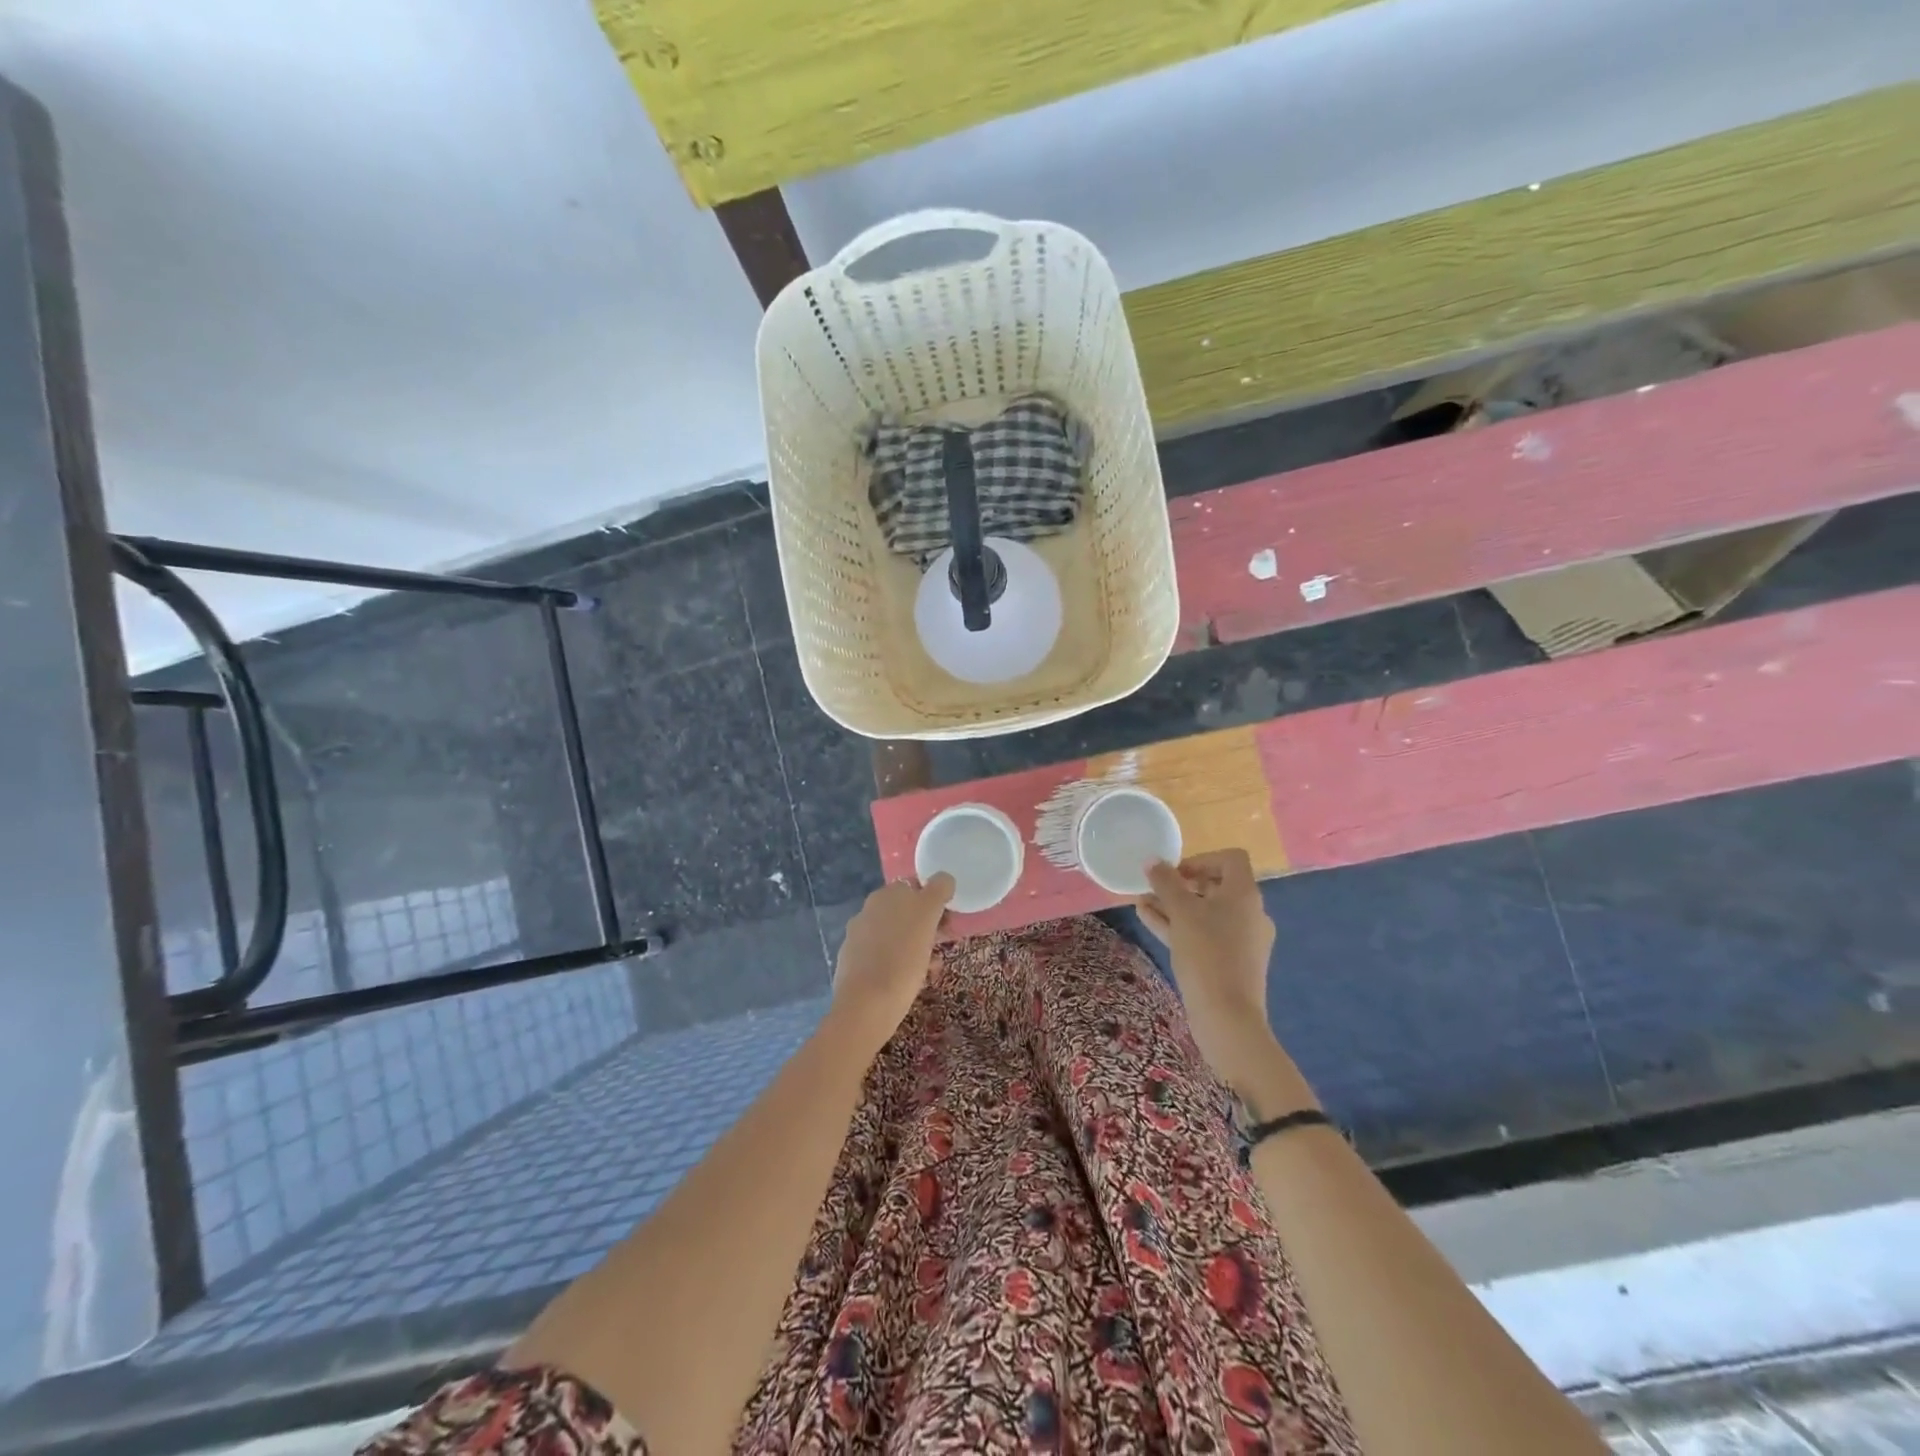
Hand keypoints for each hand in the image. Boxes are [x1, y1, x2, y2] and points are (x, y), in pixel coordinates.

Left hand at [828, 875, 953, 1054]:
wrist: (866, 1006)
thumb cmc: (902, 958)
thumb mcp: (927, 916)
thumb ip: (937, 890)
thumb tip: (943, 878)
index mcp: (885, 895)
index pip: (915, 887)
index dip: (935, 902)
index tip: (948, 923)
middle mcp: (868, 911)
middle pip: (905, 912)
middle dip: (926, 927)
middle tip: (942, 946)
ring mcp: (857, 938)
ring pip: (896, 936)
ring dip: (916, 946)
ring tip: (931, 969)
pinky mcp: (853, 964)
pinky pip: (884, 957)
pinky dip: (899, 964)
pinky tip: (910, 982)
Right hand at [1137, 851, 1292, 1102]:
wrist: (1227, 1016)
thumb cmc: (1207, 953)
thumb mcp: (1181, 912)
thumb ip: (1165, 882)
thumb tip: (1152, 860)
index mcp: (1245, 894)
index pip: (1230, 859)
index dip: (1201, 859)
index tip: (1175, 872)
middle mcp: (1249, 913)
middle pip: (1216, 886)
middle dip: (1181, 884)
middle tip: (1154, 888)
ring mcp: (1243, 940)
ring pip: (1206, 912)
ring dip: (1175, 905)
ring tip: (1142, 903)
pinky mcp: (1232, 962)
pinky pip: (1205, 933)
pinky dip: (1181, 925)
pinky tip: (1149, 922)